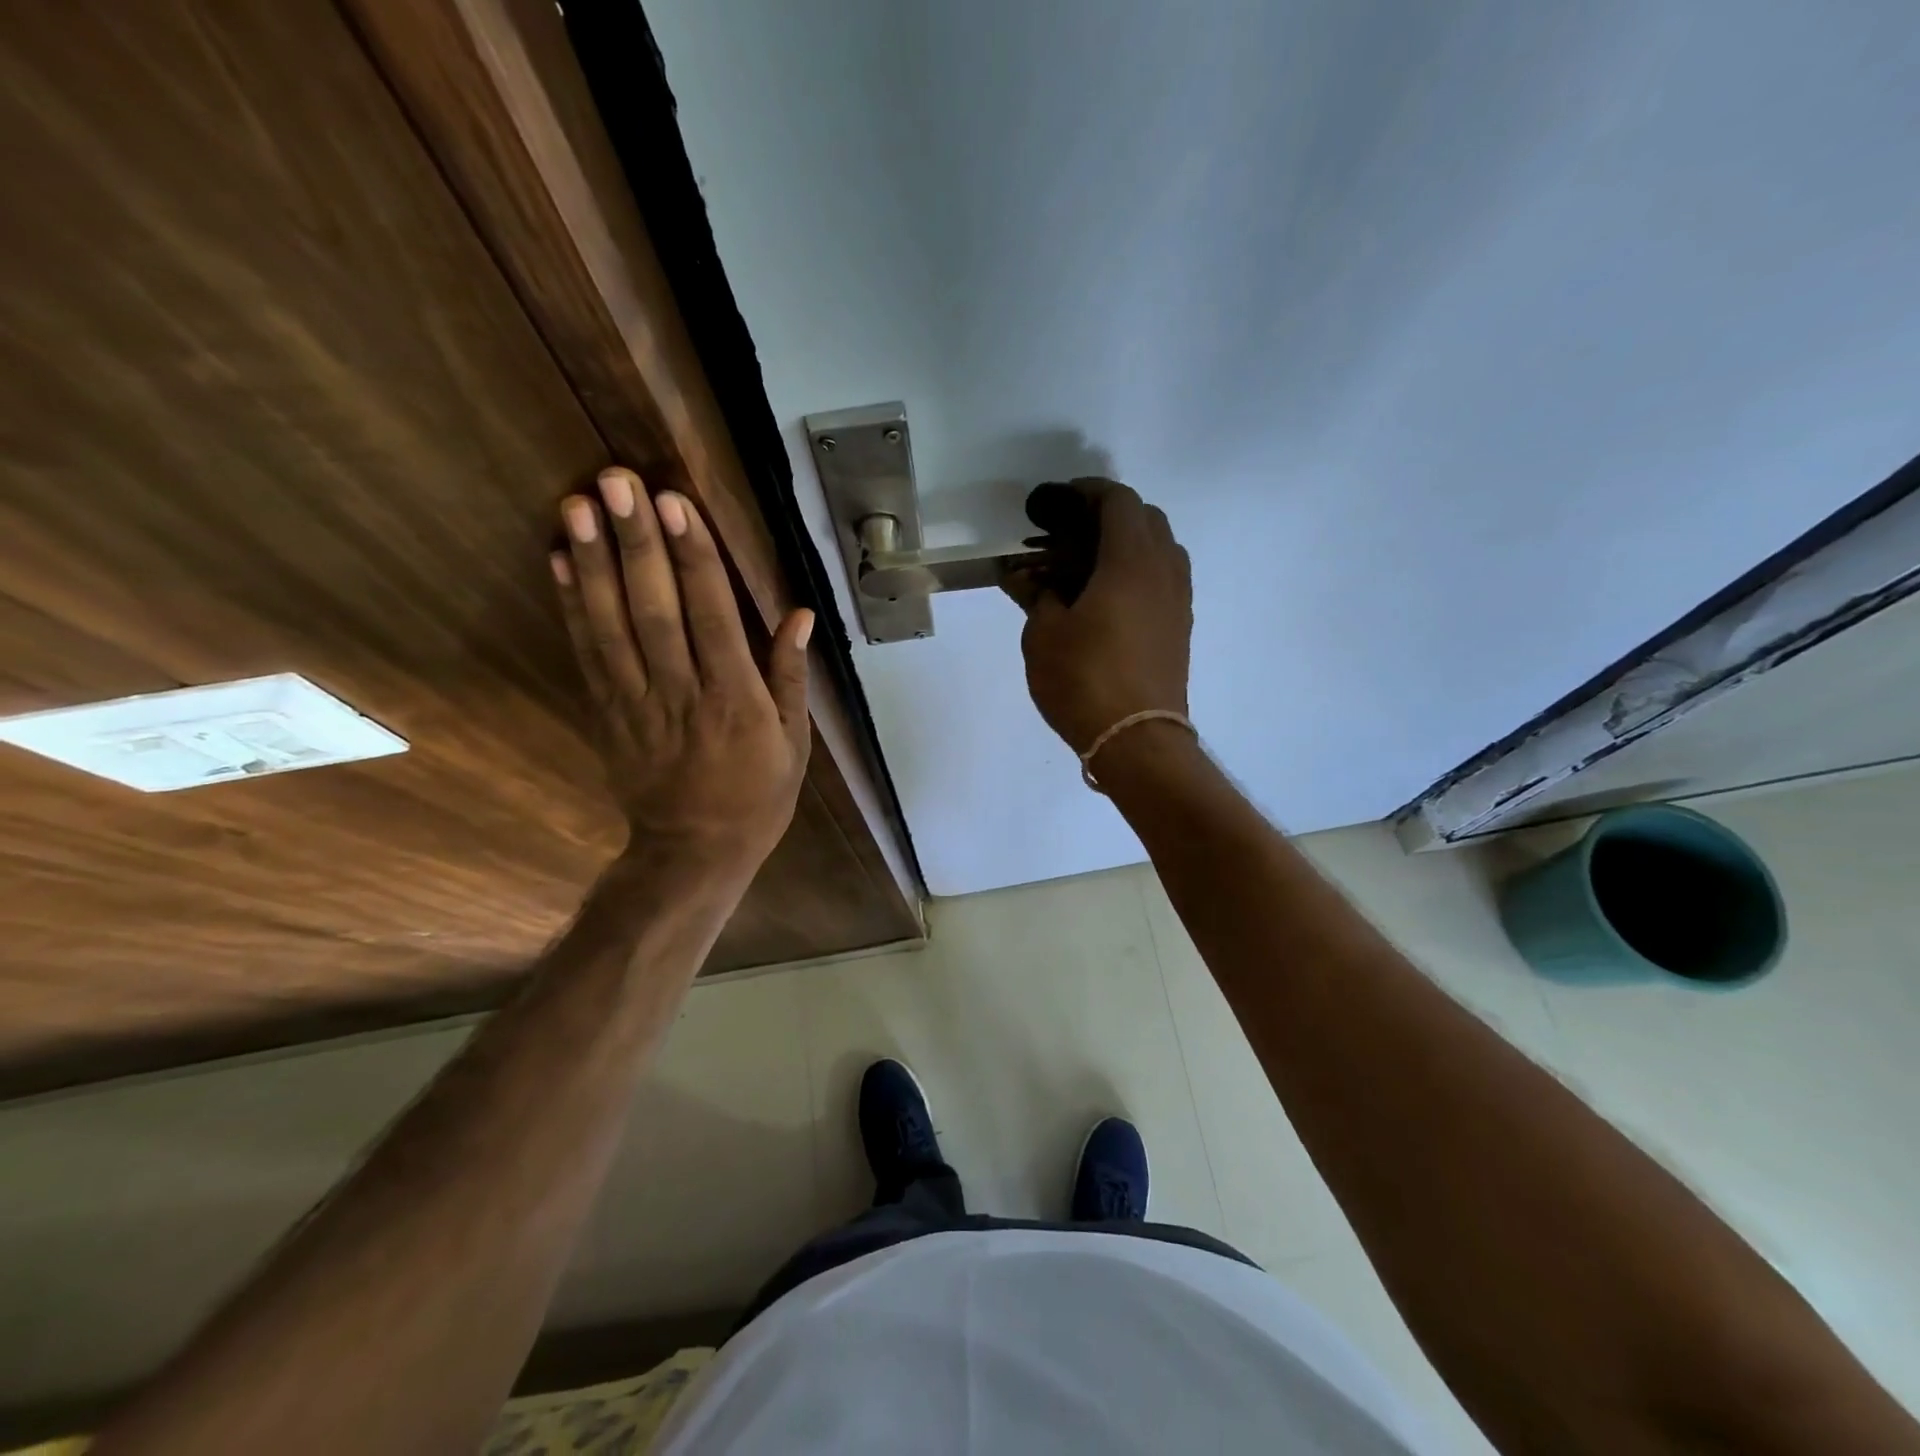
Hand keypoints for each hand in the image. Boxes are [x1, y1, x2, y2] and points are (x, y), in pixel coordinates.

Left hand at [552, 467, 812, 874]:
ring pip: (611, 624)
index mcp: (735, 699)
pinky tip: (558, 560)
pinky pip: (586, 653)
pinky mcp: (607, 713)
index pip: (712, 616)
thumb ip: (790, 676)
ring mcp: (636, 702)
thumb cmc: (757, 796)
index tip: (675, 504)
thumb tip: (799, 615)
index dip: (693, 558)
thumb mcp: (793, 744)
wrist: (693, 851)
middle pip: (654, 609)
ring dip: (593, 562)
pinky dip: (571, 605)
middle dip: (636, 542)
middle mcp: (682, 692)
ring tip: (579, 504)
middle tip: (617, 481)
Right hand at [1004, 478, 1191, 752]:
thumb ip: (1036, 594)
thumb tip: (1024, 575)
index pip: (1118, 501)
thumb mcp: (1043, 634)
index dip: (1086, 492)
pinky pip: (1161, 581)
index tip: (1057, 502)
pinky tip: (1104, 599)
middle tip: (1067, 536)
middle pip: (1144, 519)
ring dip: (1124, 546)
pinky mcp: (1179, 628)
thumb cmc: (1084, 680)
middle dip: (1106, 517)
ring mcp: (1178, 601)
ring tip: (1084, 568)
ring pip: (1157, 551)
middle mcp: (1164, 571)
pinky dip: (1135, 574)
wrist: (1136, 740)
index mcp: (1132, 561)